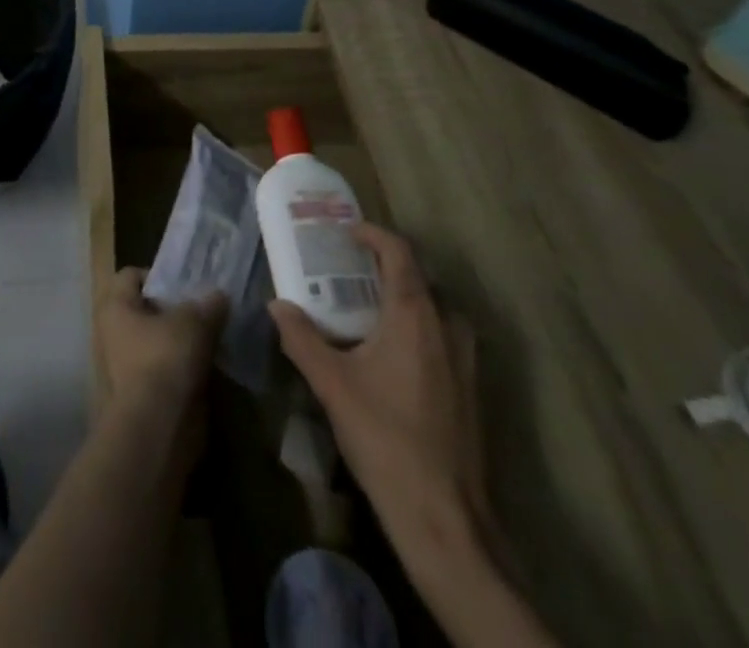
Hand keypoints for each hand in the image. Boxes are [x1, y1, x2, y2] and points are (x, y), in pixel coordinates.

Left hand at [96, 268, 225, 419]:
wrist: (156, 430)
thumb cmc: (165, 360)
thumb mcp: (194, 322)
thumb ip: (208, 305)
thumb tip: (219, 296)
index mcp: (115, 307)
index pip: (131, 276)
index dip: (159, 276)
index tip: (187, 286)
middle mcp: (112, 334)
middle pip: (146, 310)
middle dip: (174, 311)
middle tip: (204, 311)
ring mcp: (125, 368)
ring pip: (157, 342)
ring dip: (181, 341)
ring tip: (212, 338)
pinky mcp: (141, 396)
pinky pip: (164, 371)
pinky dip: (183, 368)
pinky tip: (209, 368)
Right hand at [269, 223, 485, 546]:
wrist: (444, 516)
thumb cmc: (385, 436)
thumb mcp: (331, 384)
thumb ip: (301, 338)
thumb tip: (277, 305)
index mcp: (415, 313)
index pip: (399, 251)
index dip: (372, 234)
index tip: (345, 233)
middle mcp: (447, 325)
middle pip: (417, 277)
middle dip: (382, 267)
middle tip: (346, 272)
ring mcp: (465, 358)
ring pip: (432, 308)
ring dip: (400, 299)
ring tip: (363, 309)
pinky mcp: (470, 387)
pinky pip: (441, 335)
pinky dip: (415, 327)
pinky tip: (388, 354)